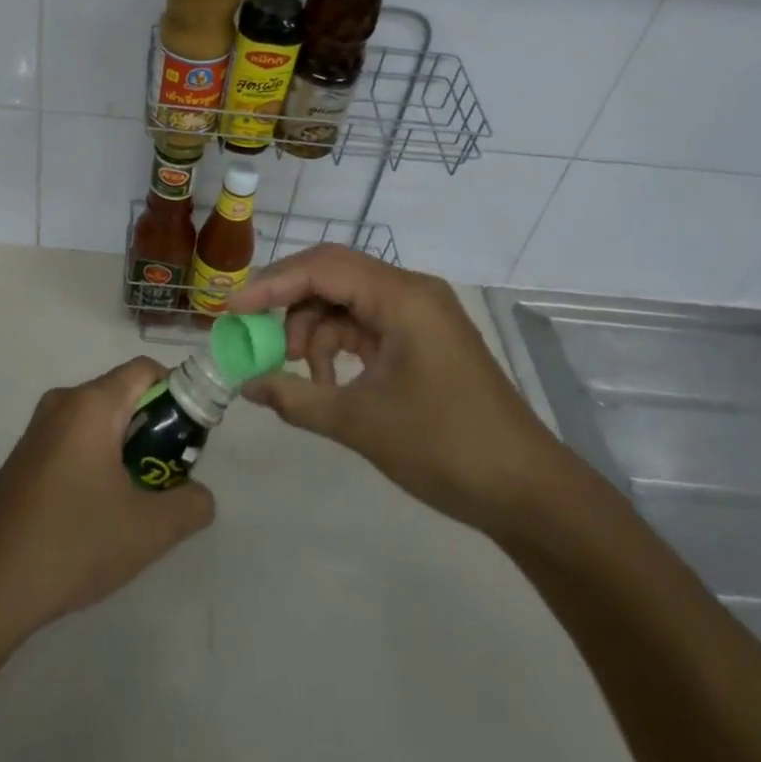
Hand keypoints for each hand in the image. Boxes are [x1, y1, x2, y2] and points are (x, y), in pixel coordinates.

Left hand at [0, 358, 213, 636]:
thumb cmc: (73, 543)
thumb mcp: (149, 530)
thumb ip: (191, 505)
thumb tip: (199, 495)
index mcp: (91, 405)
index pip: (146, 370)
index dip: (178, 394)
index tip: (188, 438)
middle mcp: (62, 403)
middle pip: (122, 395)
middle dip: (153, 429)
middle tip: (166, 477)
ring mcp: (37, 430)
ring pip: (97, 422)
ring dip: (124, 449)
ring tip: (134, 502)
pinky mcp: (22, 458)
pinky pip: (73, 441)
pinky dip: (95, 462)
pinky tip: (95, 515)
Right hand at [226, 246, 571, 530]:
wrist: (528, 493)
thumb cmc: (445, 448)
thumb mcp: (360, 423)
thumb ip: (296, 399)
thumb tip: (246, 386)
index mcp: (401, 297)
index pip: (323, 268)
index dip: (272, 284)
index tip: (232, 309)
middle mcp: (410, 291)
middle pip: (332, 276)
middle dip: (289, 305)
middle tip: (255, 337)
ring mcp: (419, 314)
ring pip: (346, 301)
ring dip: (314, 332)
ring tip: (300, 377)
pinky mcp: (422, 337)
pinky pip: (365, 324)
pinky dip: (338, 347)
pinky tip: (328, 382)